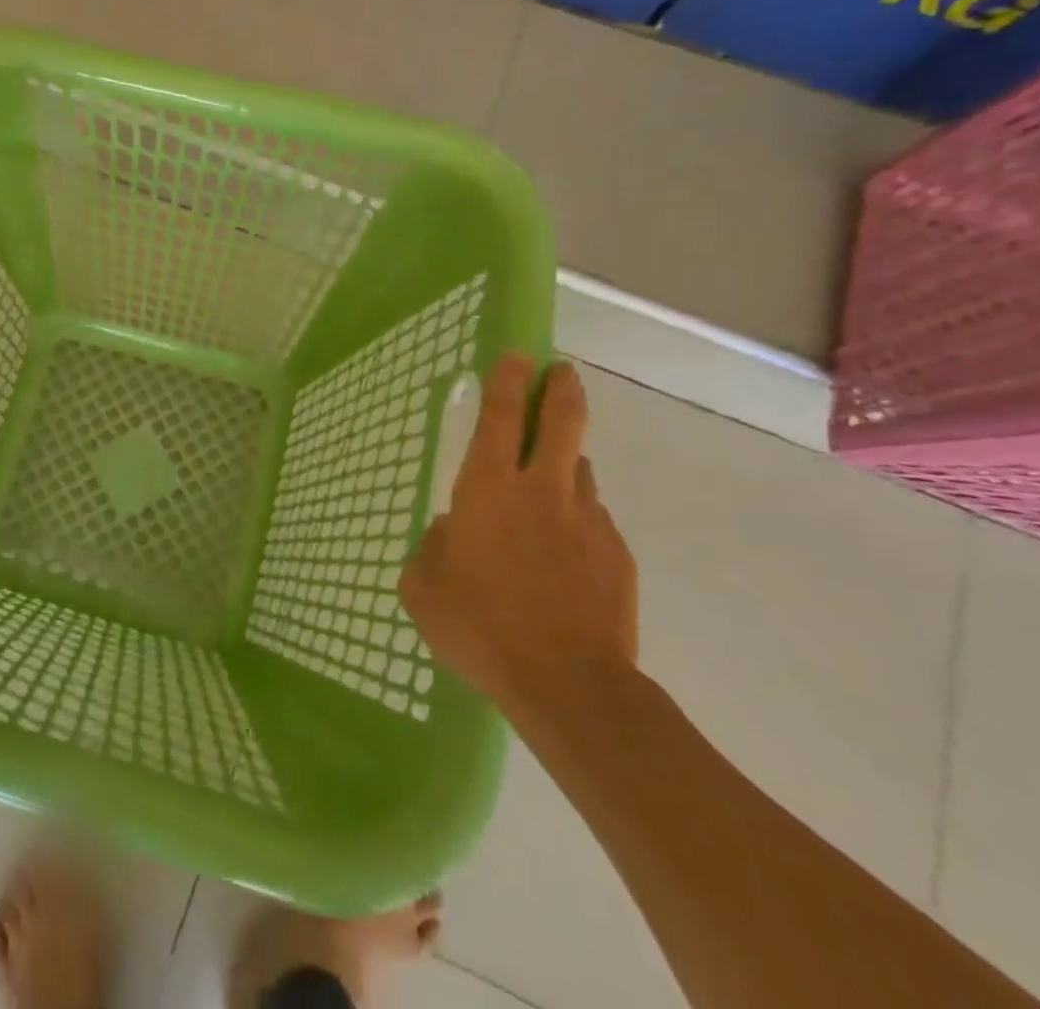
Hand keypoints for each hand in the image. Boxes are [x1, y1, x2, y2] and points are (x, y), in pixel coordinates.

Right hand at [399, 357, 637, 720]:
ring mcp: (587, 520)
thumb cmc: (479, 627)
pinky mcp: (616, 554)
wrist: (568, 684)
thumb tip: (455, 530)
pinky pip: (593, 519)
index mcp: (487, 489)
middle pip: (561, 422)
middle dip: (561, 389)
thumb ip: (435, 545)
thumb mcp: (424, 585)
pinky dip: (577, 520)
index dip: (508, 381)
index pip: (502, 417)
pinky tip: (564, 554)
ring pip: (579, 470)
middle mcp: (541, 491)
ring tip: (551, 479)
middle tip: (560, 371)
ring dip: (566, 461)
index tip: (517, 356)